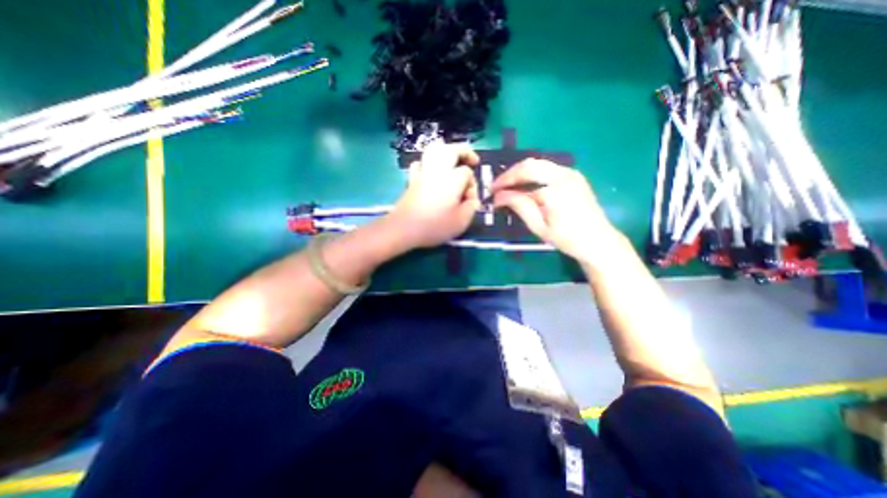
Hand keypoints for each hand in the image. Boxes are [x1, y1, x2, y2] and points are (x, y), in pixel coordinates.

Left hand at [390, 142, 482, 250]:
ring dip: (447, 152)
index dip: (472, 184)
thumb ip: (471, 207)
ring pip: (434, 150)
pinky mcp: (412, 180)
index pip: (467, 173)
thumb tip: (472, 200)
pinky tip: (431, 172)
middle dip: (464, 152)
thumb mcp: (461, 221)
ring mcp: (422, 173)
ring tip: (454, 161)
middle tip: (472, 161)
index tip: (470, 200)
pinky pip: (420, 164)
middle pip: (452, 150)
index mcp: (453, 178)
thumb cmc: (435, 225)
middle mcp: (438, 170)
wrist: (404, 228)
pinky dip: (428, 163)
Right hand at [492, 160, 617, 262]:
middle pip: (529, 164)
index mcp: (554, 189)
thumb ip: (519, 206)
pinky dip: (532, 174)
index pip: (521, 182)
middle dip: (510, 174)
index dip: (503, 186)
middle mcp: (563, 175)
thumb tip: (499, 196)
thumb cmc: (567, 238)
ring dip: (520, 172)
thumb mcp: (539, 227)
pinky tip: (525, 185)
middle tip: (497, 186)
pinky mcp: (574, 176)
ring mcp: (571, 173)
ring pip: (538, 163)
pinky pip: (547, 168)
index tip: (491, 193)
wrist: (598, 241)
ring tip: (508, 185)